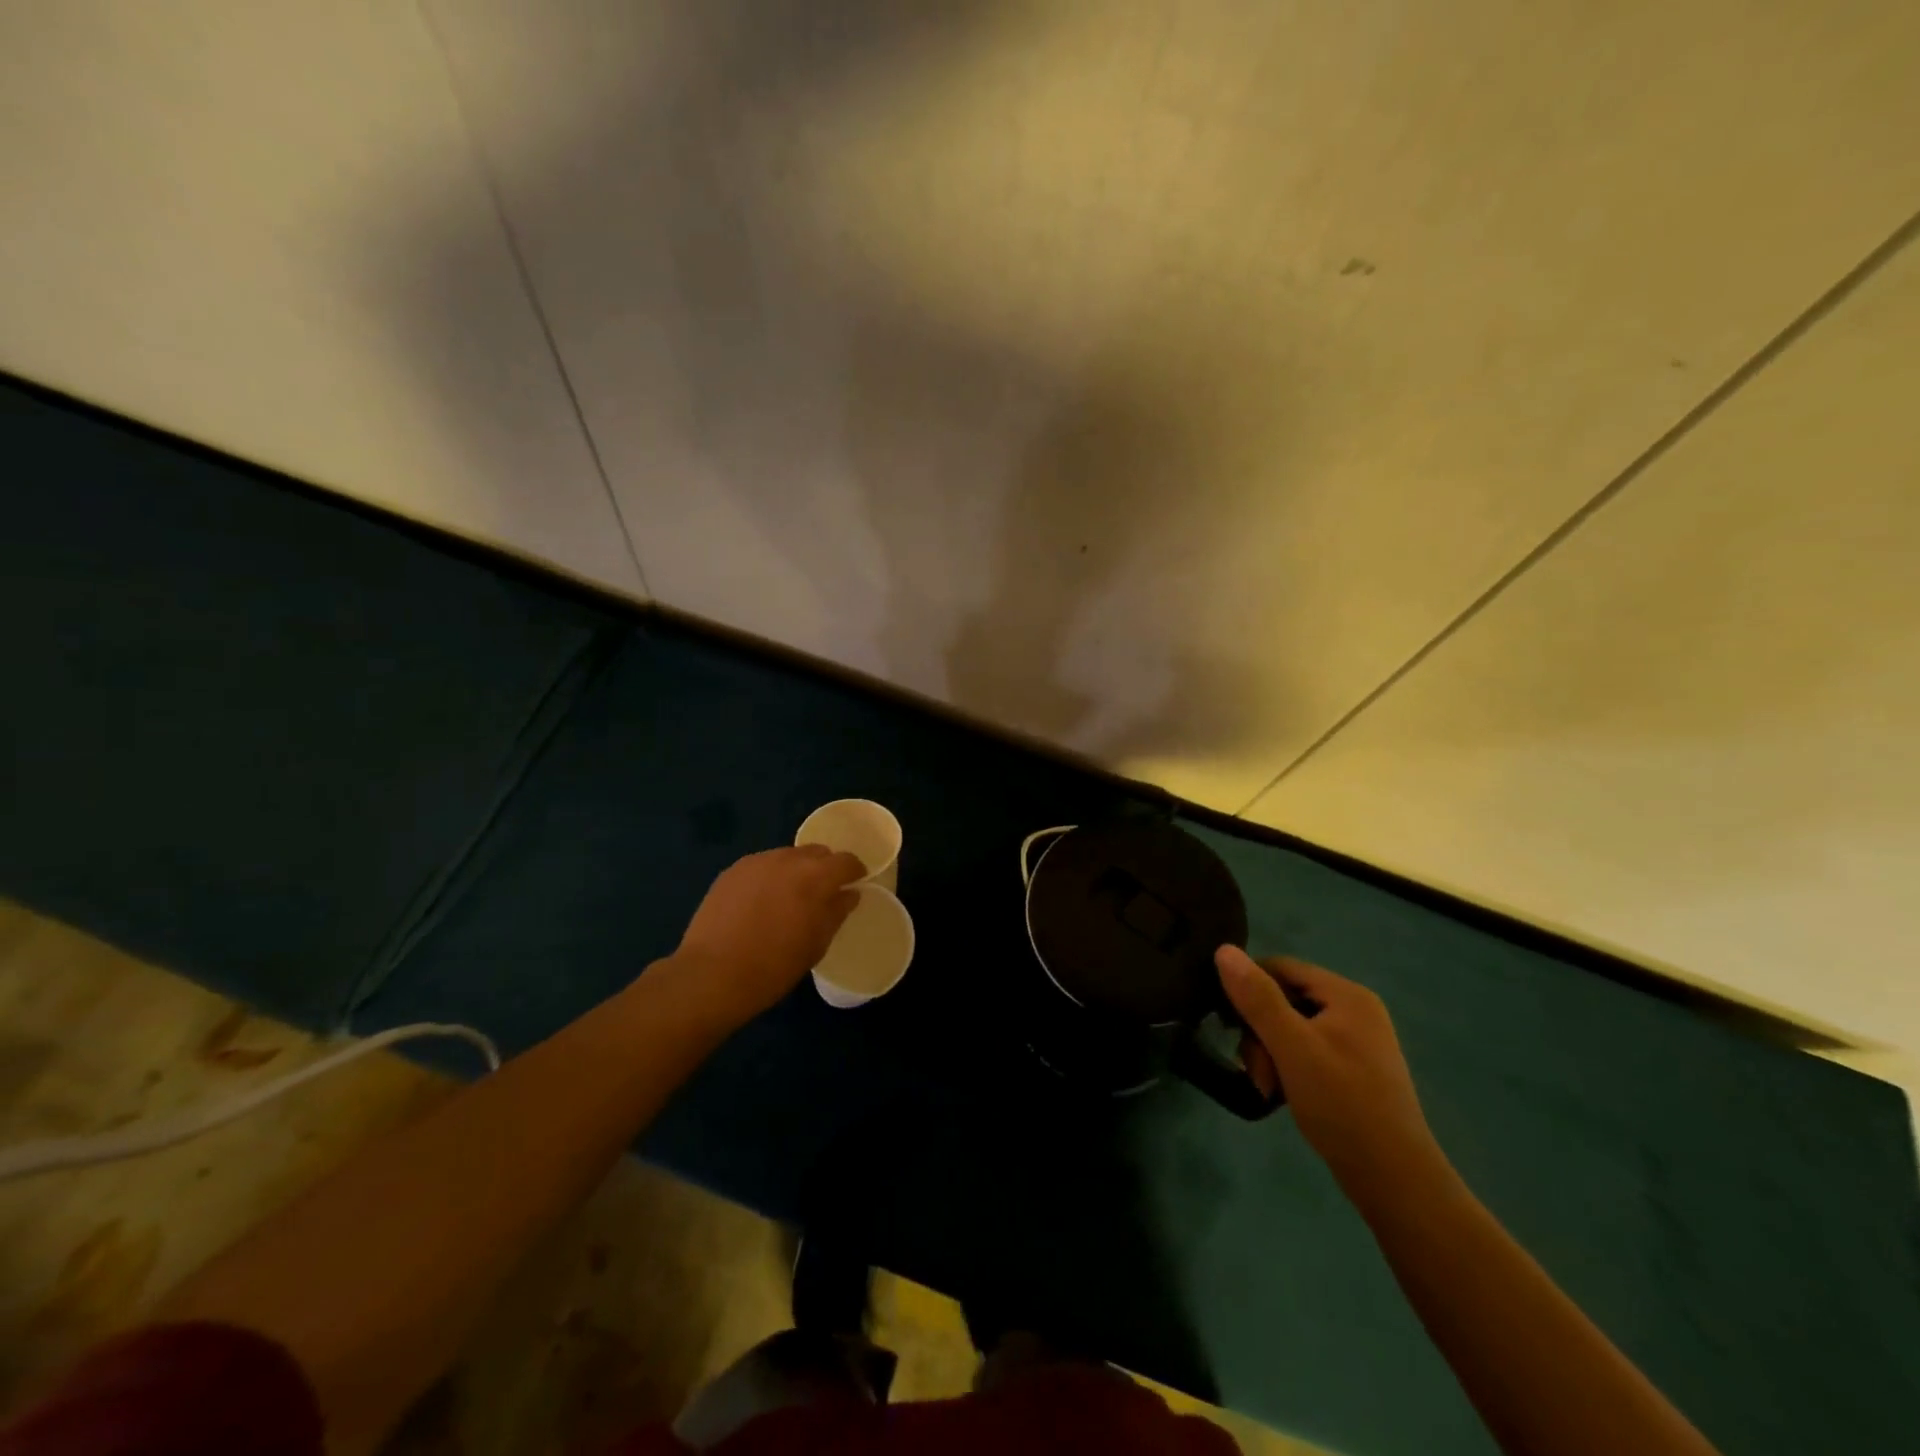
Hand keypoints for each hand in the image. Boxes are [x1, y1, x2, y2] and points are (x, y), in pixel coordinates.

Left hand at [671, 846, 866, 1027]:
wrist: (712, 975)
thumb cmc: (773, 966)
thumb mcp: (816, 945)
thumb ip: (836, 912)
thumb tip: (848, 894)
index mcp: (816, 876)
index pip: (846, 861)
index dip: (855, 871)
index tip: (855, 884)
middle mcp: (788, 859)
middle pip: (817, 853)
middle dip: (825, 868)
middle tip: (822, 894)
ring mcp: (757, 862)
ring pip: (787, 857)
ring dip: (796, 871)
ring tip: (788, 899)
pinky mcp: (732, 871)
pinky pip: (762, 866)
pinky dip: (770, 877)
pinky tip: (761, 903)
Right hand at [1216, 945, 1445, 1201]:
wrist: (1395, 1180)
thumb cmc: (1342, 1104)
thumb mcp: (1291, 1046)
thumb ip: (1257, 997)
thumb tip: (1223, 949)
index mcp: (1347, 995)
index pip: (1281, 967)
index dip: (1249, 989)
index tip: (1231, 1026)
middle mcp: (1355, 1010)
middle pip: (1285, 999)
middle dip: (1260, 1032)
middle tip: (1256, 1070)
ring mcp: (1357, 1041)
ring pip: (1291, 1027)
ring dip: (1270, 1053)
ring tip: (1268, 1088)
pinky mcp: (1354, 1069)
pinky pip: (1307, 1050)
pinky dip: (1288, 1066)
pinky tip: (1282, 1092)